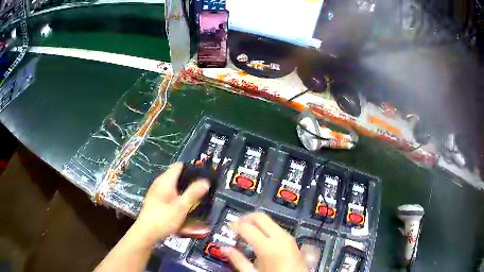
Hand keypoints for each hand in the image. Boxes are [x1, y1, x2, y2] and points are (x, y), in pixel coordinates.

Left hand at [132, 163, 209, 244]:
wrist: (146, 233)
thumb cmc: (163, 219)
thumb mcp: (181, 207)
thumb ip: (193, 193)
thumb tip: (206, 181)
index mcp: (165, 181)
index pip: (179, 166)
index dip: (192, 168)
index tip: (204, 177)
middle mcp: (160, 183)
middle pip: (178, 176)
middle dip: (190, 182)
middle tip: (203, 191)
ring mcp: (157, 192)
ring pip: (175, 186)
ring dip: (185, 191)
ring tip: (197, 200)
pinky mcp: (157, 200)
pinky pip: (170, 194)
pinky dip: (179, 198)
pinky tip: (185, 208)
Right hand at [221, 213, 308, 271]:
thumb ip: (238, 260)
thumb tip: (224, 248)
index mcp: (268, 246)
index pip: (248, 227)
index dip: (235, 225)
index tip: (228, 227)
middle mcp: (279, 237)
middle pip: (261, 217)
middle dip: (246, 218)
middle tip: (236, 225)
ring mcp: (287, 237)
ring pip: (269, 221)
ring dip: (256, 223)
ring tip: (246, 232)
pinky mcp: (291, 240)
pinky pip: (276, 227)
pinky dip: (265, 228)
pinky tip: (259, 237)